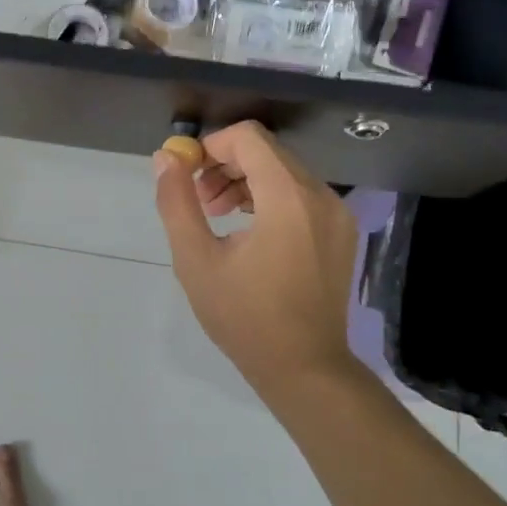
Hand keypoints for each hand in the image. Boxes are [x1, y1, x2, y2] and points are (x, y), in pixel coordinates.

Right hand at [152, 122, 357, 397]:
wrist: (304, 368)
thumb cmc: (245, 317)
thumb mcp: (196, 260)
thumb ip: (177, 202)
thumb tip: (165, 158)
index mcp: (288, 197)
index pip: (248, 138)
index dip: (211, 146)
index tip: (187, 175)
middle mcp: (320, 195)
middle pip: (267, 152)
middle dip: (225, 165)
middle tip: (199, 201)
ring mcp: (337, 213)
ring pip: (285, 172)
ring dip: (246, 181)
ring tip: (218, 216)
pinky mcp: (341, 231)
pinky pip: (301, 195)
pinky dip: (270, 198)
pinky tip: (249, 232)